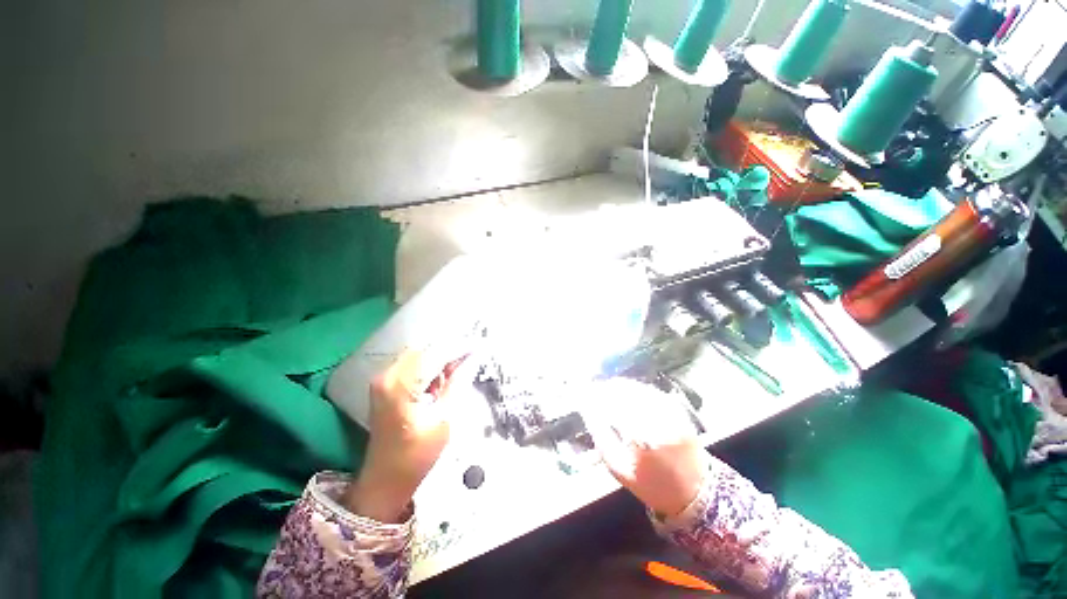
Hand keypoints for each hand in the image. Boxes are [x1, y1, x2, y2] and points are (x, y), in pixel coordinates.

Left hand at [344, 350, 464, 522]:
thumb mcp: (444, 418)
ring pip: (418, 354)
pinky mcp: (385, 384)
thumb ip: (456, 383)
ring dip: (439, 358)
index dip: (459, 348)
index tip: (479, 345)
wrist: (385, 479)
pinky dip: (428, 366)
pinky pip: (411, 364)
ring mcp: (383, 379)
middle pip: (425, 350)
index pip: (435, 354)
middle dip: (449, 351)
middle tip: (469, 360)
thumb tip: (470, 359)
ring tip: (456, 372)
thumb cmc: (417, 455)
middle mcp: (388, 375)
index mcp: (401, 385)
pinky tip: (439, 380)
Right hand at [585, 379, 708, 518]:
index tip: (582, 394)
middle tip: (592, 391)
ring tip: (605, 390)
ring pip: (636, 388)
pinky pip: (648, 390)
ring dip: (618, 386)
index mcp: (642, 437)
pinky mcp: (676, 407)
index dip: (594, 397)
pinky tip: (625, 392)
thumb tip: (587, 408)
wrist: (695, 492)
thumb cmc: (652, 485)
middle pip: (623, 391)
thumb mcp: (618, 468)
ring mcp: (670, 410)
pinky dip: (634, 389)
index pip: (610, 405)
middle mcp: (657, 418)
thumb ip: (600, 435)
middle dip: (604, 388)